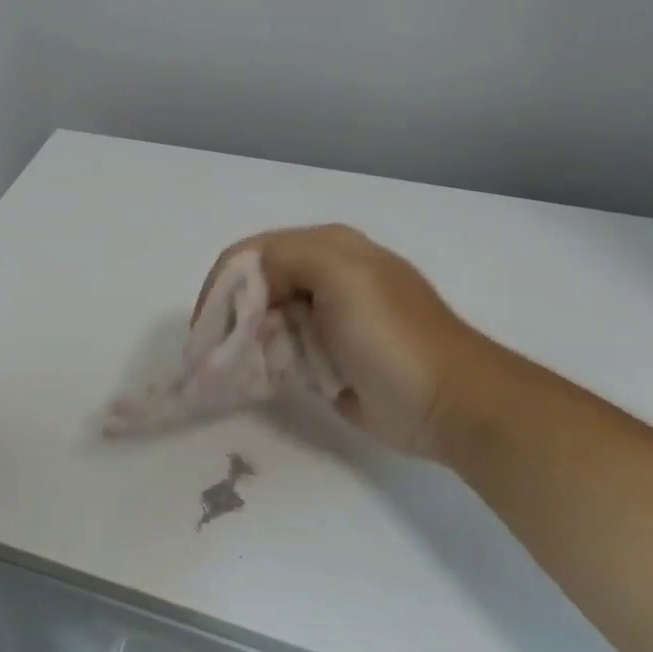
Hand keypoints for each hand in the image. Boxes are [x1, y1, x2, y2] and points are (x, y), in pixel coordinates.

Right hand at [196, 226, 480, 456]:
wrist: (446, 403)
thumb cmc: (393, 337)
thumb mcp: (343, 276)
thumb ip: (288, 256)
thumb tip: (248, 284)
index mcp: (328, 248)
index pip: (251, 255)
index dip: (223, 287)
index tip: (206, 329)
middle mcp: (323, 277)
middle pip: (253, 289)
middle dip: (231, 320)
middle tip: (217, 356)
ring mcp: (325, 319)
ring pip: (262, 323)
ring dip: (248, 346)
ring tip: (243, 372)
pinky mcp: (324, 356)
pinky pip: (279, 352)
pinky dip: (265, 365)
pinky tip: (266, 381)